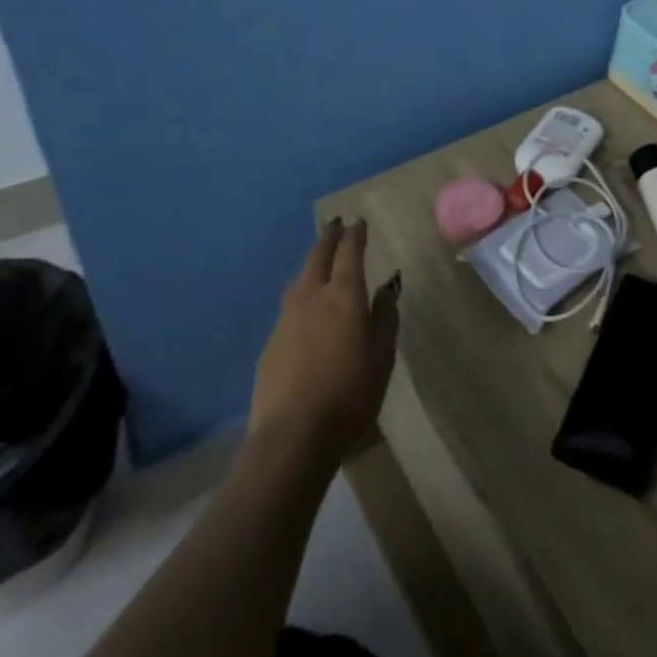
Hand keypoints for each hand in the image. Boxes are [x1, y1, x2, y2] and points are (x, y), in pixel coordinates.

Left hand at [249, 220, 399, 460]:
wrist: (293, 435)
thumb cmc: (350, 393)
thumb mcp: (382, 356)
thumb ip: (385, 317)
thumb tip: (386, 287)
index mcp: (344, 295)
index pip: (350, 252)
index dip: (355, 234)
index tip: (359, 221)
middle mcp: (312, 296)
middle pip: (318, 256)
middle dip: (329, 236)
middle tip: (335, 223)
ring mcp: (287, 318)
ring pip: (299, 278)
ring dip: (311, 261)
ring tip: (319, 257)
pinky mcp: (270, 343)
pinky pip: (289, 305)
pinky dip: (300, 293)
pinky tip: (304, 306)